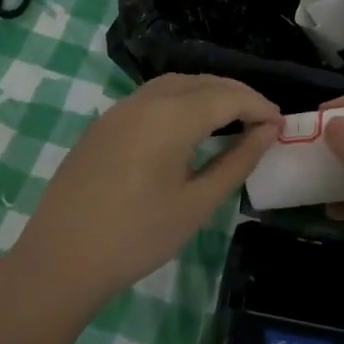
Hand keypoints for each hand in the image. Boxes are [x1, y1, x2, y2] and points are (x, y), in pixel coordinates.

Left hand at [15, 74, 280, 307]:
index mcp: (171, 116)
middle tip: (263, 121)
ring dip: (208, 93)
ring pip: (175, 85)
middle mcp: (145, 100)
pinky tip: (189, 126)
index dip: (259, 106)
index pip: (227, 96)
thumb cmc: (137, 236)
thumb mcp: (197, 203)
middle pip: (202, 83)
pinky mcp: (103, 125)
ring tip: (232, 119)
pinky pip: (151, 97)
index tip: (282, 125)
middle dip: (237, 96)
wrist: (61, 260)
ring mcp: (119, 110)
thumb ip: (237, 161)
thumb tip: (267, 132)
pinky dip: (180, 100)